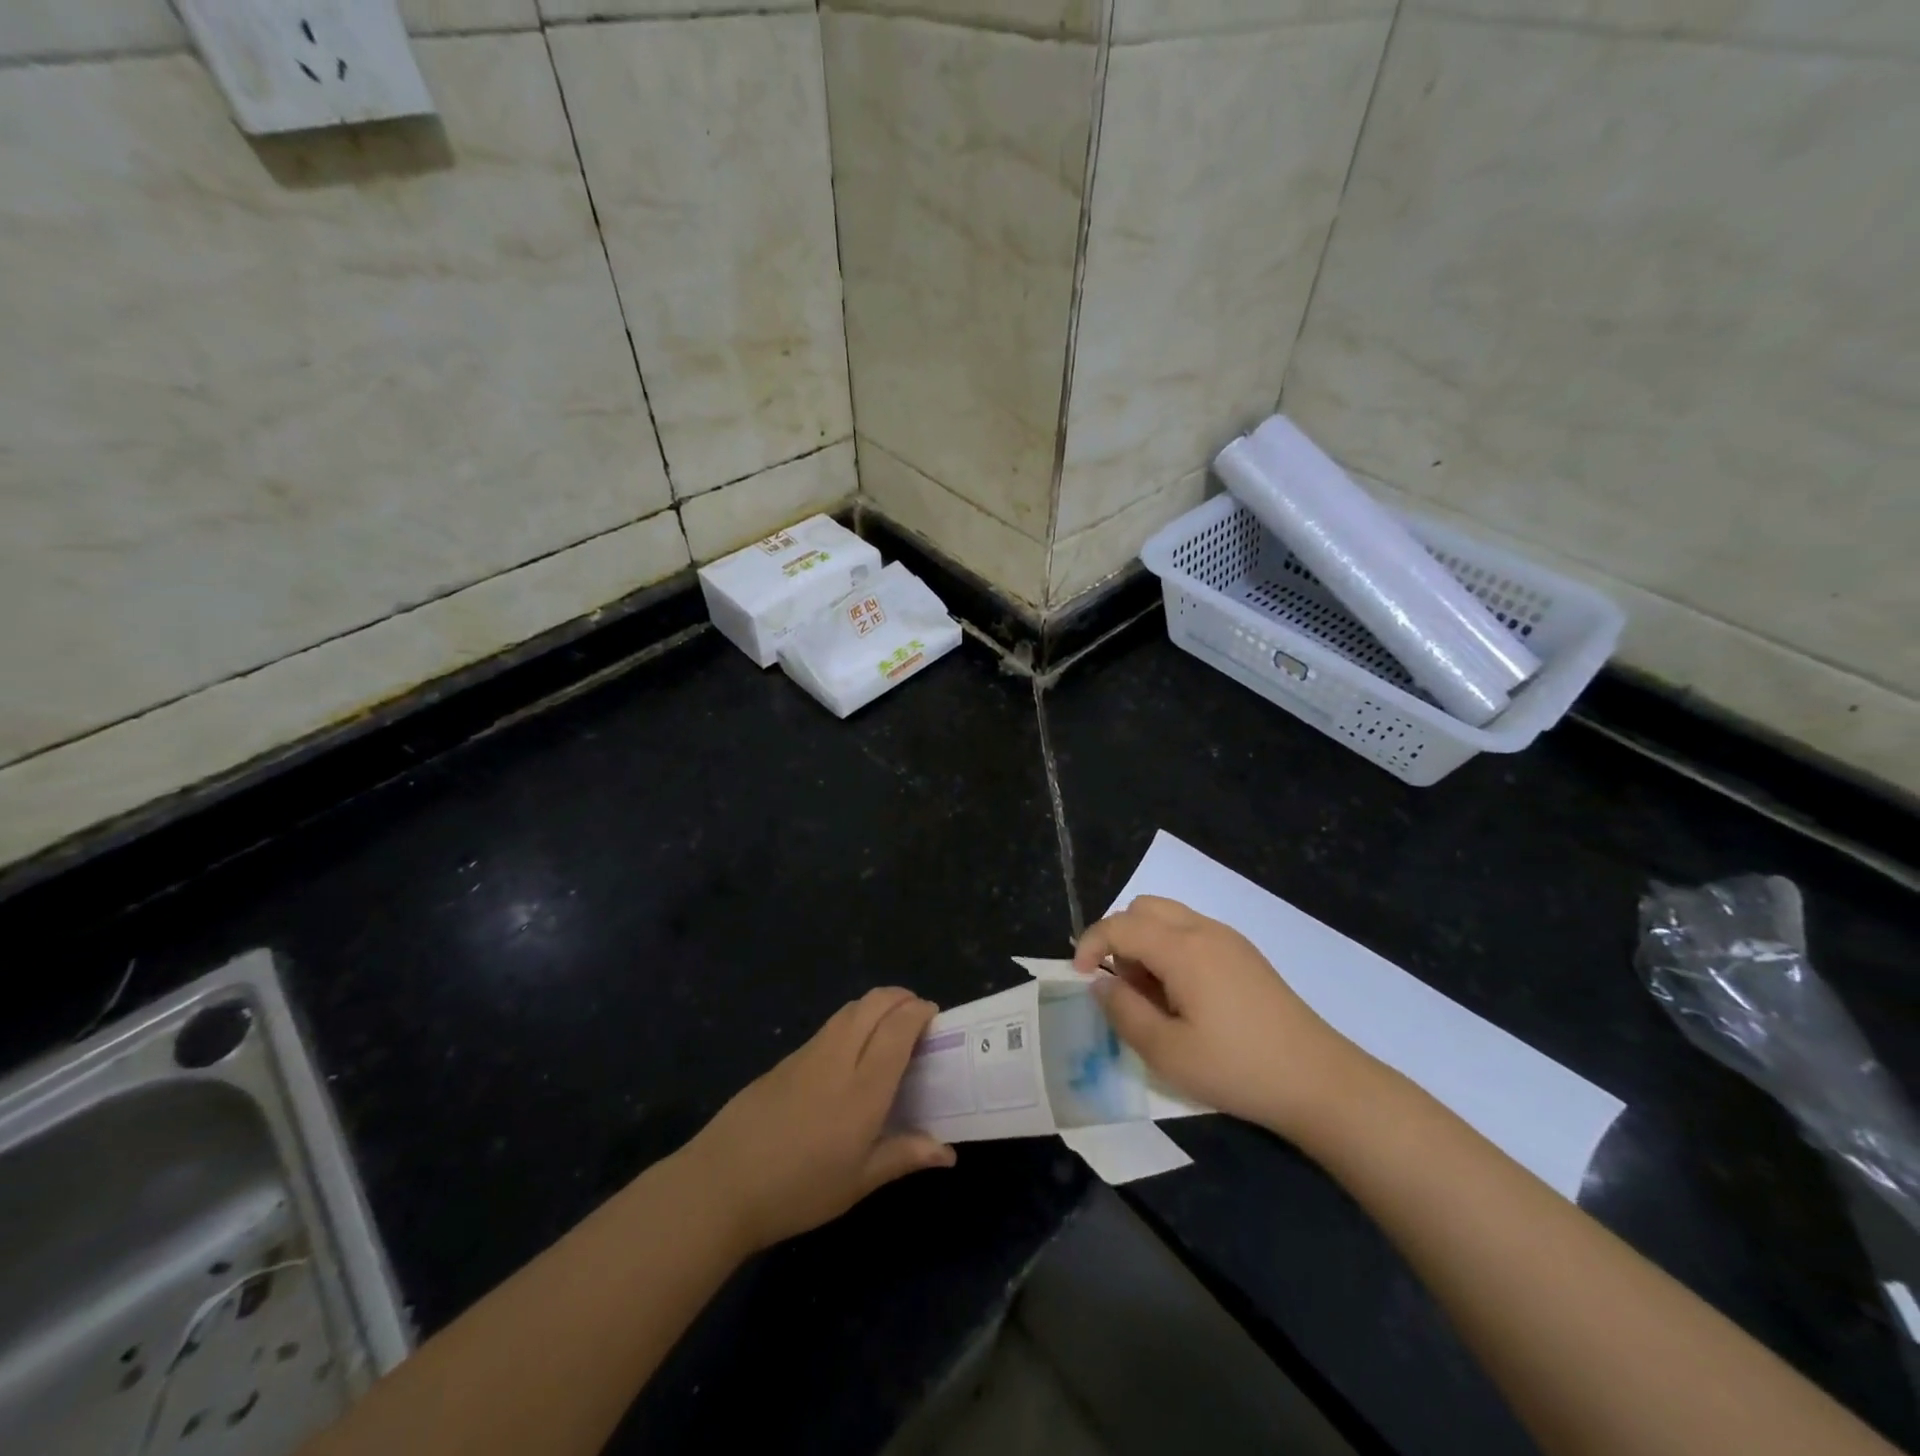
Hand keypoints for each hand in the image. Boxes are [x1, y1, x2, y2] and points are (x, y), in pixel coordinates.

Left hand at [680, 987, 955, 1252]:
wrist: (721, 1184)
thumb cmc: (798, 1190)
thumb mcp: (857, 1182)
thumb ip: (904, 1156)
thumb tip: (948, 1152)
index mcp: (863, 1088)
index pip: (899, 1028)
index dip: (920, 1012)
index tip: (936, 1018)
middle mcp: (839, 1058)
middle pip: (874, 1004)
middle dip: (901, 998)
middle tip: (918, 1016)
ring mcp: (808, 1053)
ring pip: (850, 1009)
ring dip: (876, 1005)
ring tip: (889, 1028)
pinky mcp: (786, 1059)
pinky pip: (830, 1026)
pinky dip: (853, 1021)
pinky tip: (852, 1052)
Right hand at [1074, 896, 1367, 1138]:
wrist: (1320, 1081)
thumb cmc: (1237, 1068)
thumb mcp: (1167, 1052)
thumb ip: (1123, 1011)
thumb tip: (1100, 982)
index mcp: (1182, 948)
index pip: (1119, 925)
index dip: (1089, 944)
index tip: (1078, 977)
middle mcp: (1204, 930)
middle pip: (1143, 908)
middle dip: (1119, 938)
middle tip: (1122, 985)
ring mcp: (1229, 939)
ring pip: (1169, 917)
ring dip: (1145, 943)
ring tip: (1153, 996)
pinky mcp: (1245, 955)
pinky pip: (1193, 932)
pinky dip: (1171, 949)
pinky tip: (1185, 997)